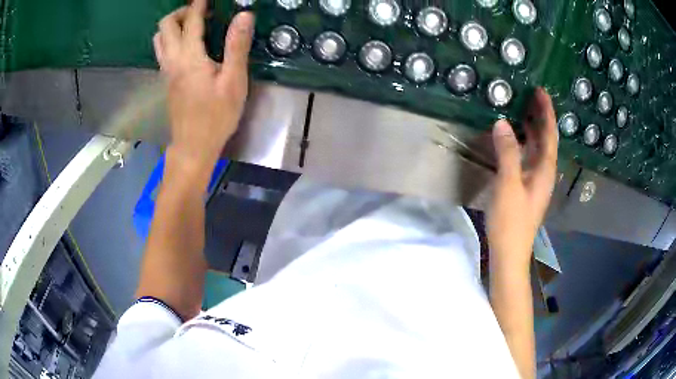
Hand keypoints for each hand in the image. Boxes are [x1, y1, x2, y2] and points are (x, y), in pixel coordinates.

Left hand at [154, 2, 254, 167]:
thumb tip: (244, 15)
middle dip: (181, 12)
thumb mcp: (233, 81)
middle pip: (165, 26)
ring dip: (172, 25)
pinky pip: (162, 51)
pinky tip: (187, 44)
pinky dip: (170, 39)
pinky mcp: (166, 80)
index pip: (191, 21)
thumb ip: (237, 46)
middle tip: (201, 12)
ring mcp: (166, 71)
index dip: (199, 4)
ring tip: (192, 26)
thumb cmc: (216, 116)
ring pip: (159, 39)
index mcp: (189, 57)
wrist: (193, 146)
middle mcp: (172, 60)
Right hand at [487, 87, 557, 267]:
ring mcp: (536, 181)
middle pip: (547, 139)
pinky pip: (529, 157)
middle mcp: (545, 173)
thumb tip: (503, 122)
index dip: (547, 112)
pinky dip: (525, 143)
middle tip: (530, 96)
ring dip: (533, 129)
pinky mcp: (527, 187)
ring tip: (523, 110)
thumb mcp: (508, 184)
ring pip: (538, 149)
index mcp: (545, 170)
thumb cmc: (511, 221)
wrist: (509, 252)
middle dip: (541, 117)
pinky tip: (515, 139)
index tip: (541, 92)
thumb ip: (508, 153)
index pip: (550, 134)